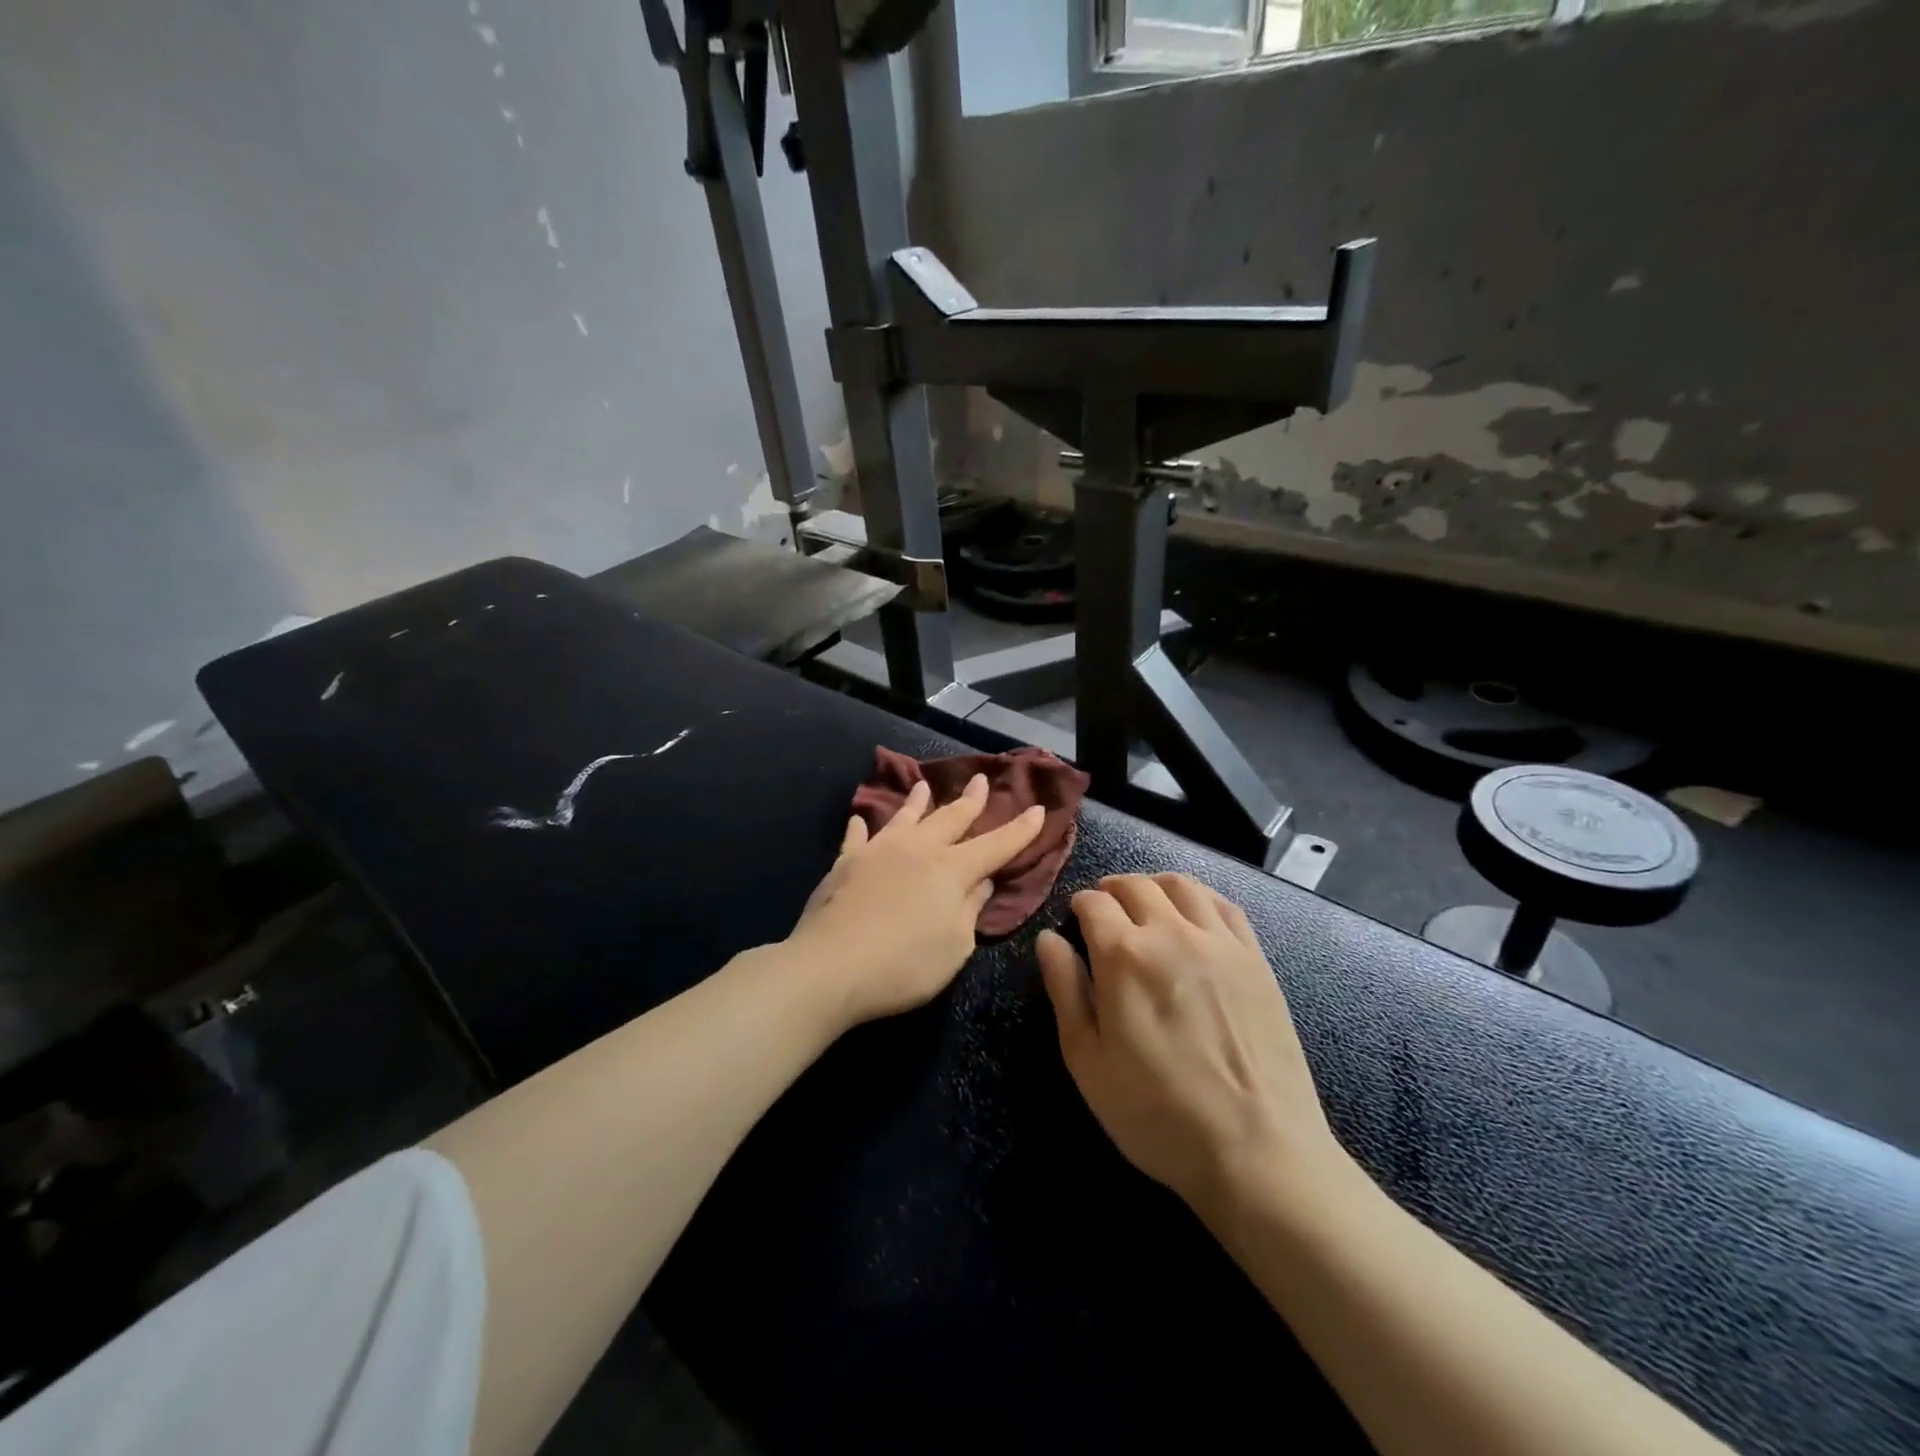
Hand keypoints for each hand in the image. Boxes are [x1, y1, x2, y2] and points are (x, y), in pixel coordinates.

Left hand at [790, 776, 1045, 1029]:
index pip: (996, 845)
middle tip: (981, 780)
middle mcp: (918, 849)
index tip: (1038, 809)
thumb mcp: (955, 946)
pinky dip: (862, 826)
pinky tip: (860, 818)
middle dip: (970, 800)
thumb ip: (971, 909)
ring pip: (904, 817)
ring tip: (924, 785)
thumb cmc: (904, 965)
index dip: (1020, 829)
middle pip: (950, 818)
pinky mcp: (846, 863)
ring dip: (918, 801)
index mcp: (952, 870)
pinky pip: (857, 837)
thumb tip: (982, 880)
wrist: (831, 966)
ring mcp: (879, 851)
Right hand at [1037, 873, 1343, 1217]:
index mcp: (1123, 956)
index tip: (1075, 921)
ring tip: (1145, 904)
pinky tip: (1193, 915)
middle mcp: (1171, 933)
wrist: (1258, 1151)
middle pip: (1135, 885)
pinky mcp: (1255, 958)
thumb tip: (1048, 939)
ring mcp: (1219, 942)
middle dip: (1111, 889)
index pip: (1093, 903)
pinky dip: (1199, 897)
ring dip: (1153, 886)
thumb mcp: (1088, 1061)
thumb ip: (1065, 991)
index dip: (1078, 905)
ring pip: (1181, 886)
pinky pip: (1224, 905)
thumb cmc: (1157, 1114)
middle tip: (1104, 910)